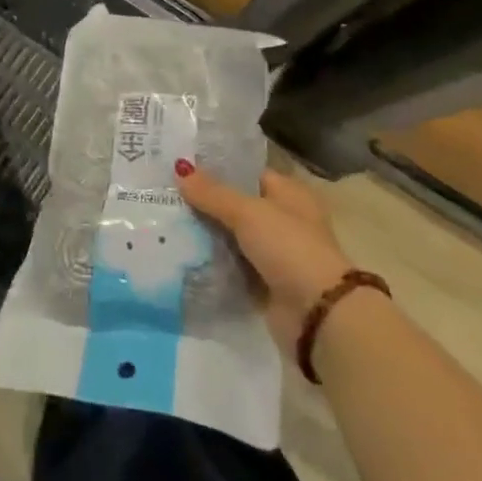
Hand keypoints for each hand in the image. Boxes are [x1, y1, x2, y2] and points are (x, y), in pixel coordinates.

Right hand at [179, 163, 355, 355]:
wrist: (317, 314)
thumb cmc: (289, 247)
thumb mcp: (248, 213)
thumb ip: (213, 193)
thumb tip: (180, 168)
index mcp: (290, 195)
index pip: (248, 174)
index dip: (218, 169)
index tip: (182, 167)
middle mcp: (283, 221)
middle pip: (237, 207)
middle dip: (205, 204)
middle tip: (165, 194)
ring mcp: (274, 254)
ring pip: (231, 238)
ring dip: (205, 235)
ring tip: (164, 222)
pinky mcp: (264, 283)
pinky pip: (231, 267)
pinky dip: (211, 263)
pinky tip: (180, 254)